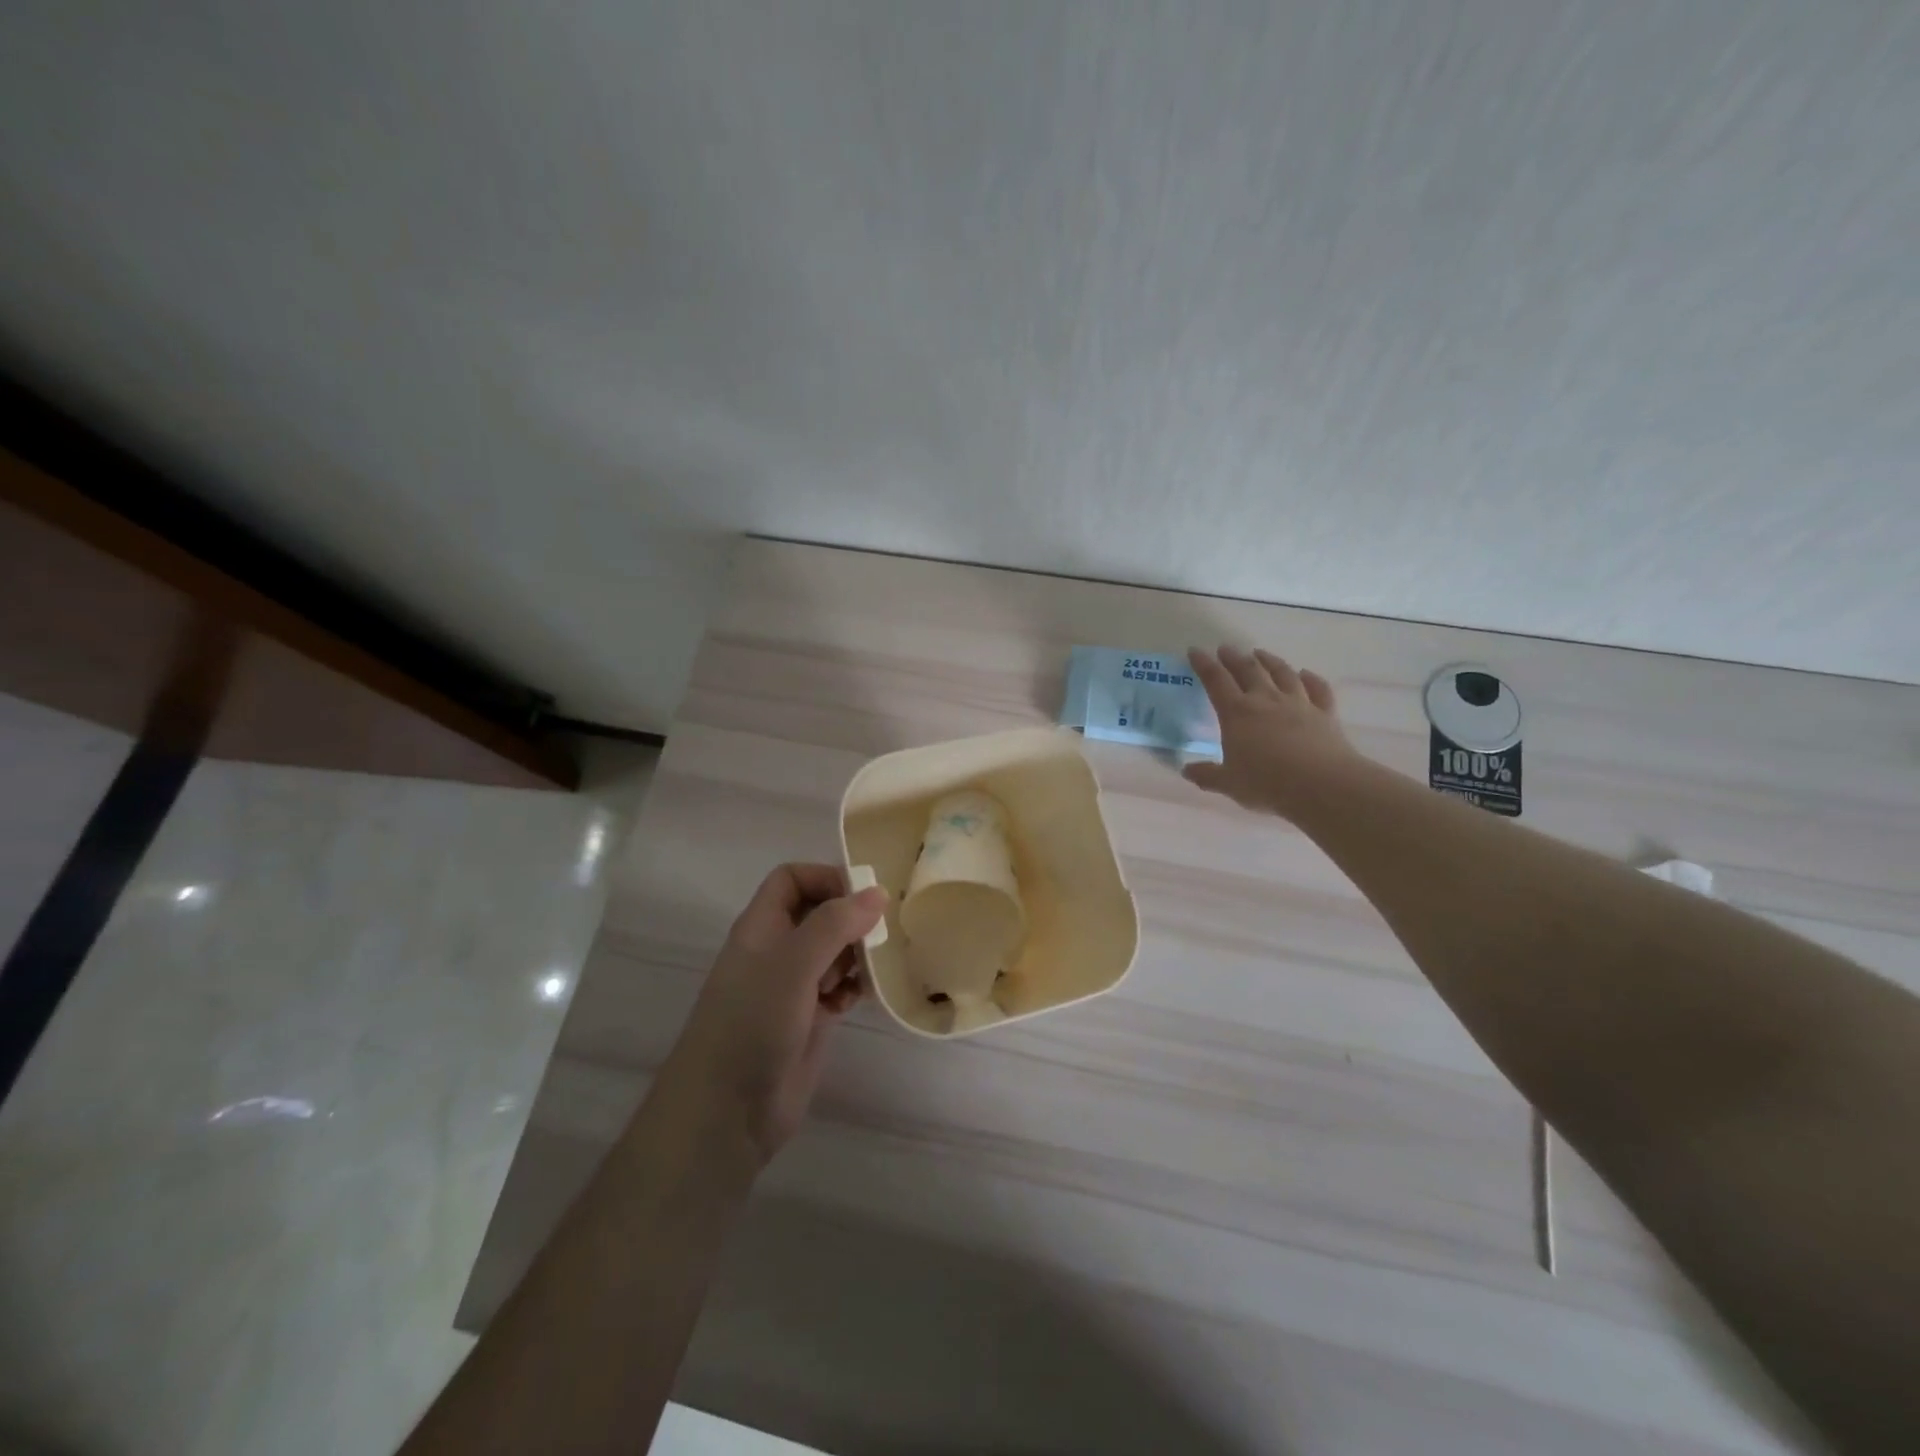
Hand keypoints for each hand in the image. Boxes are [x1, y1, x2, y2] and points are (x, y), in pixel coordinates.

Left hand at [657, 864, 886, 1169]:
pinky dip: (853, 987)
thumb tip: (877, 893)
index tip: (865, 895)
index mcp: (762, 927)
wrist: (727, 1111)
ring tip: (875, 965)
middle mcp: (776, 950)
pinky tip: (862, 998)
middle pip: (818, 913)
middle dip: (850, 917)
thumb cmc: (753, 1023)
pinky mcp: (809, 1018)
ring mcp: (792, 986)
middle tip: (882, 931)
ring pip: (832, 951)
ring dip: (857, 952)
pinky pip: (839, 987)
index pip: (792, 880)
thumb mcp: (793, 964)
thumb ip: (835, 924)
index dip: (826, 878)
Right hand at [1183, 646, 1360, 818]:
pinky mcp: (1324, 713)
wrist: (1322, 785)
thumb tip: (1186, 771)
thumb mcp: (1229, 784)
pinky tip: (1305, 674)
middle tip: (1226, 649)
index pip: (1215, 681)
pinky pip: (1318, 689)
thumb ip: (1207, 775)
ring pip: (1282, 673)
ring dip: (1269, 660)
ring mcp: (1298, 703)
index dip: (1203, 664)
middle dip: (1234, 658)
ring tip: (1260, 653)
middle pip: (1248, 670)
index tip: (1195, 651)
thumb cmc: (1267, 783)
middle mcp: (1266, 700)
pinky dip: (1310, 678)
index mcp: (1237, 713)